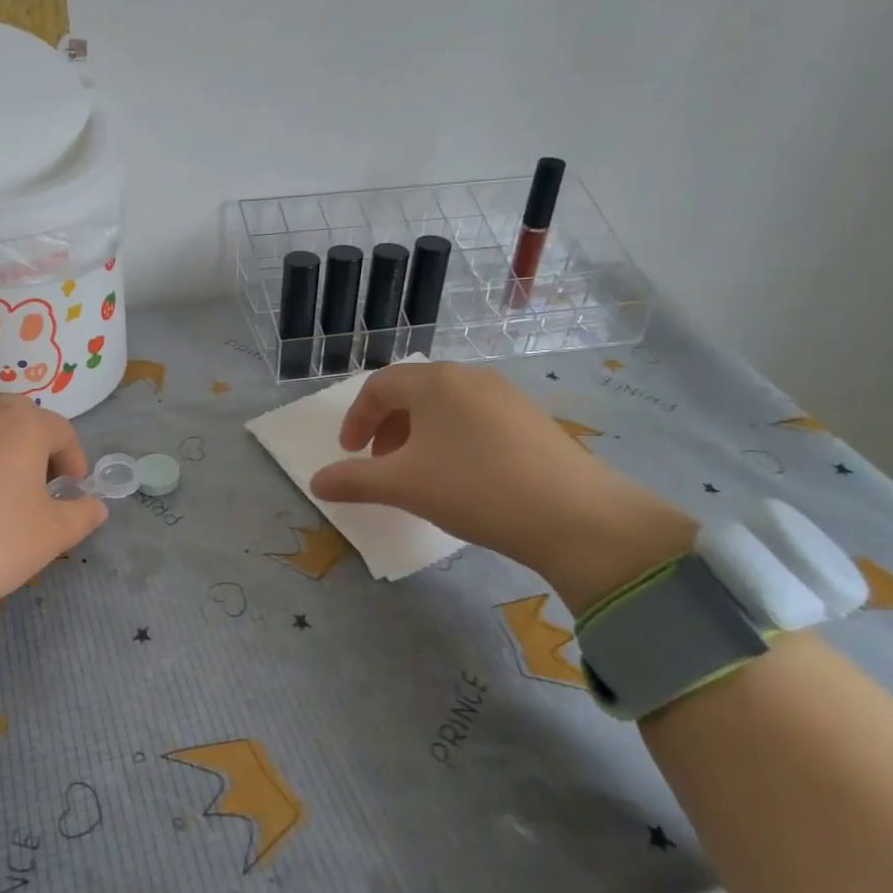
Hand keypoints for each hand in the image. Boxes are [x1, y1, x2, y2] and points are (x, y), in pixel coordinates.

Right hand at [309, 361, 695, 611]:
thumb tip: (317, 482)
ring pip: (445, 406)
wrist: (575, 515)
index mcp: (434, 381)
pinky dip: (452, 439)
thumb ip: (353, 481)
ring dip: (418, 434)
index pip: (379, 387)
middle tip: (380, 463)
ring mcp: (506, 395)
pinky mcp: (532, 418)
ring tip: (419, 472)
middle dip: (386, 427)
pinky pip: (475, 418)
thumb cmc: (475, 488)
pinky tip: (463, 476)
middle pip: (412, 392)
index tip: (350, 454)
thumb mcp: (403, 486)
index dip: (356, 419)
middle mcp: (469, 377)